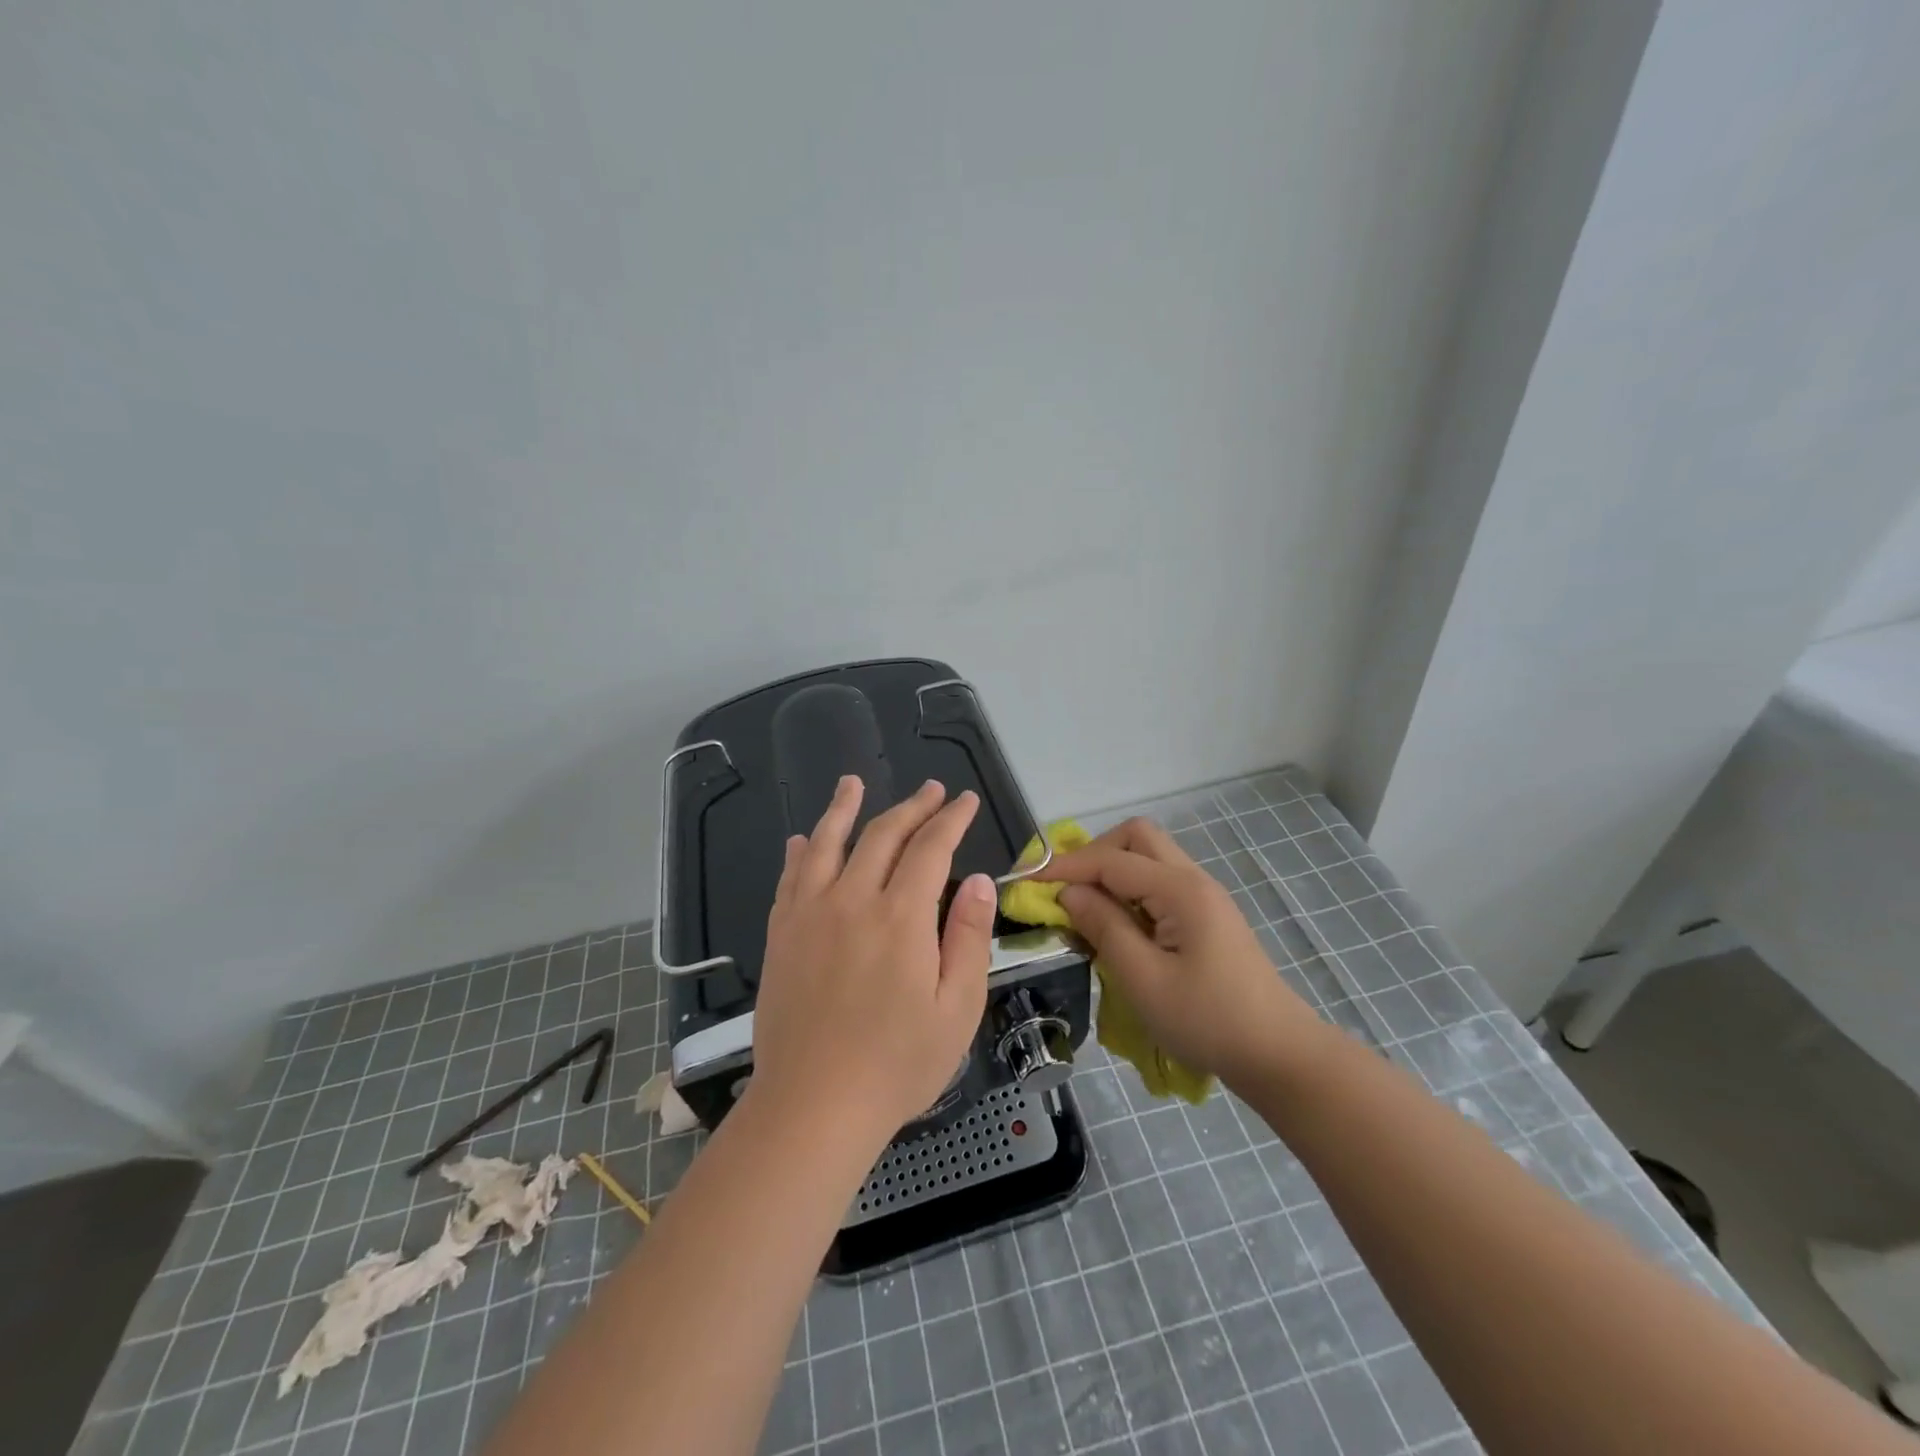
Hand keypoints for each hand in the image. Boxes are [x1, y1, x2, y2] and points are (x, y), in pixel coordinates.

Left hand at [748, 775, 996, 1149]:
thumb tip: (978, 880)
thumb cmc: (898, 1064)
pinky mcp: (781, 934)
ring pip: (827, 843)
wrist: (813, 1106)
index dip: (951, 819)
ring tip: (853, 783)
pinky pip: (790, 878)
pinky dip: (800, 852)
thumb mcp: (957, 1008)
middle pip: (883, 835)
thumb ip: (969, 937)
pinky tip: (802, 840)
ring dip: (843, 808)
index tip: (965, 800)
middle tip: (930, 790)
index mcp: (901, 917)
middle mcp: (852, 900)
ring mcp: (809, 914)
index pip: (931, 849)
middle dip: (911, 807)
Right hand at [1036, 817, 1327, 1089]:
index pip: (1111, 860)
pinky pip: (1158, 886)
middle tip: (1064, 888)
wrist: (1279, 1055)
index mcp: (1179, 890)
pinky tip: (1116, 927)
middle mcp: (1193, 880)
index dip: (1066, 867)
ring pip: (1148, 859)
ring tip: (1083, 909)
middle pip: (1136, 839)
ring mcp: (1203, 898)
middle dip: (1094, 854)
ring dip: (1111, 873)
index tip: (1028, 881)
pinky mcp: (1206, 918)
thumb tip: (1069, 893)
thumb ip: (1104, 927)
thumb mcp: (1143, 979)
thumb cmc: (1208, 1020)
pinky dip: (1129, 893)